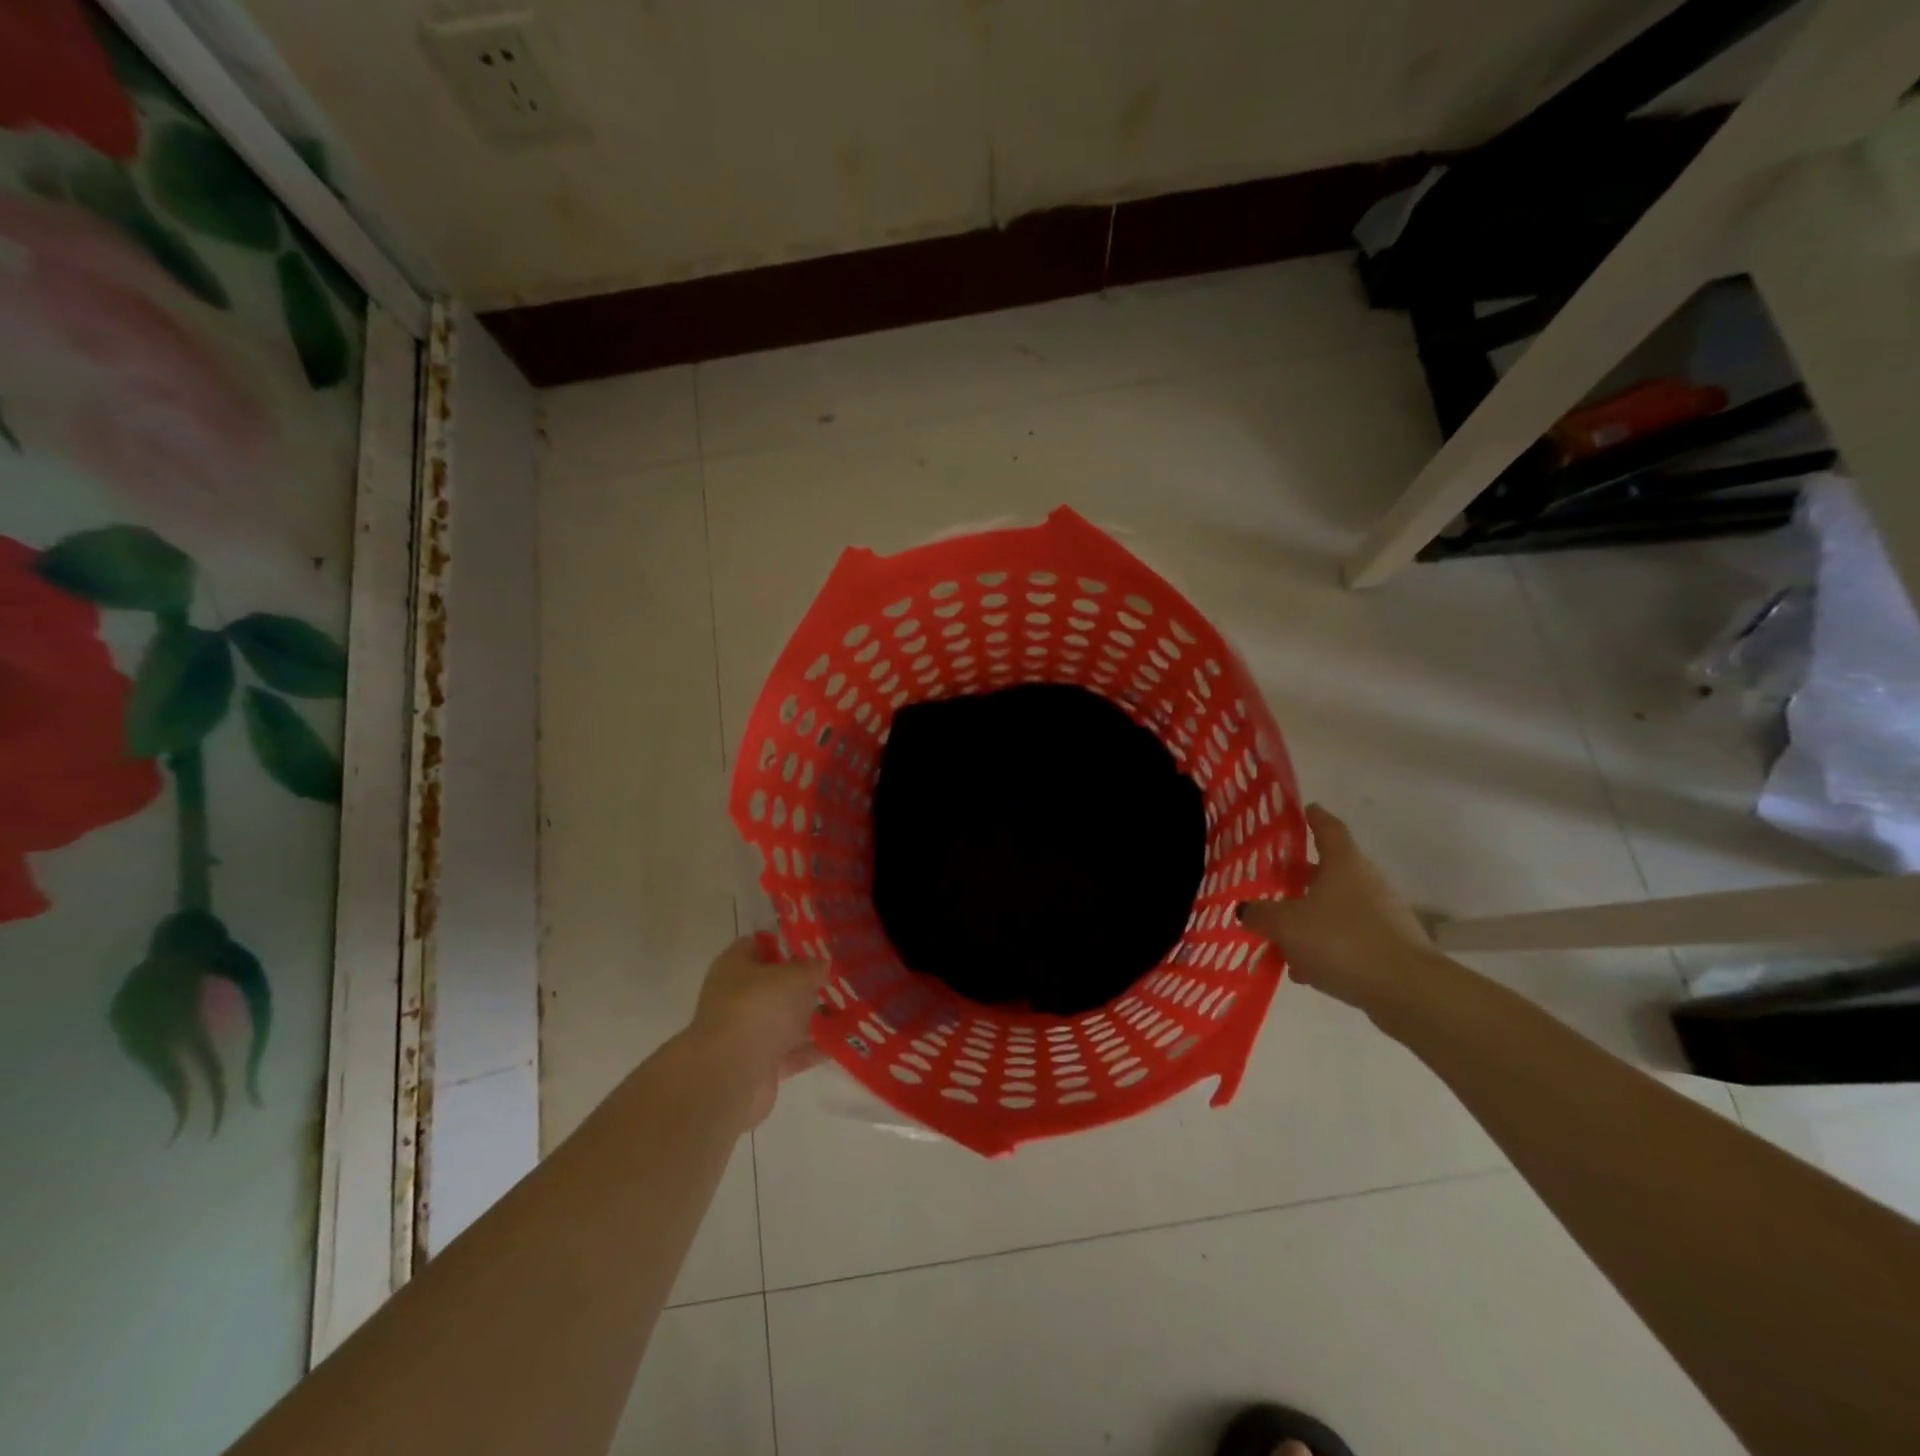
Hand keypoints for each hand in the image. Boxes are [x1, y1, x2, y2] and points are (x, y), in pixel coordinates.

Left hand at [685, 937, 831, 1127]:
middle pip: (775, 985)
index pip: (758, 945)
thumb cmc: (758, 1008)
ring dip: (814, 1016)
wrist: (730, 1076)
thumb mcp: (794, 977)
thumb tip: (823, 963)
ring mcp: (747, 1033)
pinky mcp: (761, 1065)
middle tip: (839, 976)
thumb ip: (812, 968)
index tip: (817, 945)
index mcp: (735, 967)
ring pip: (786, 1019)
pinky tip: (845, 1039)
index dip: (786, 942)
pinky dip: (816, 1047)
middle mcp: (737, 998)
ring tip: (851, 1007)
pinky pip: (794, 1050)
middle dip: (806, 983)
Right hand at [1237, 804, 1439, 1015]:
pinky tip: (1304, 969)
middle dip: (1302, 875)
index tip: (1305, 809)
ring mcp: (1382, 915)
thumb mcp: (1287, 926)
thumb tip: (1246, 909)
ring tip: (1281, 934)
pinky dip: (1325, 945)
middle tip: (1276, 878)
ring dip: (1310, 916)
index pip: (1328, 828)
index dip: (1315, 817)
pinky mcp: (1389, 946)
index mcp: (1344, 864)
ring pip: (1337, 907)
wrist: (1408, 990)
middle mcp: (1366, 882)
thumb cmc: (1343, 941)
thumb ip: (1261, 915)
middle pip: (1331, 870)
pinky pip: (1348, 937)